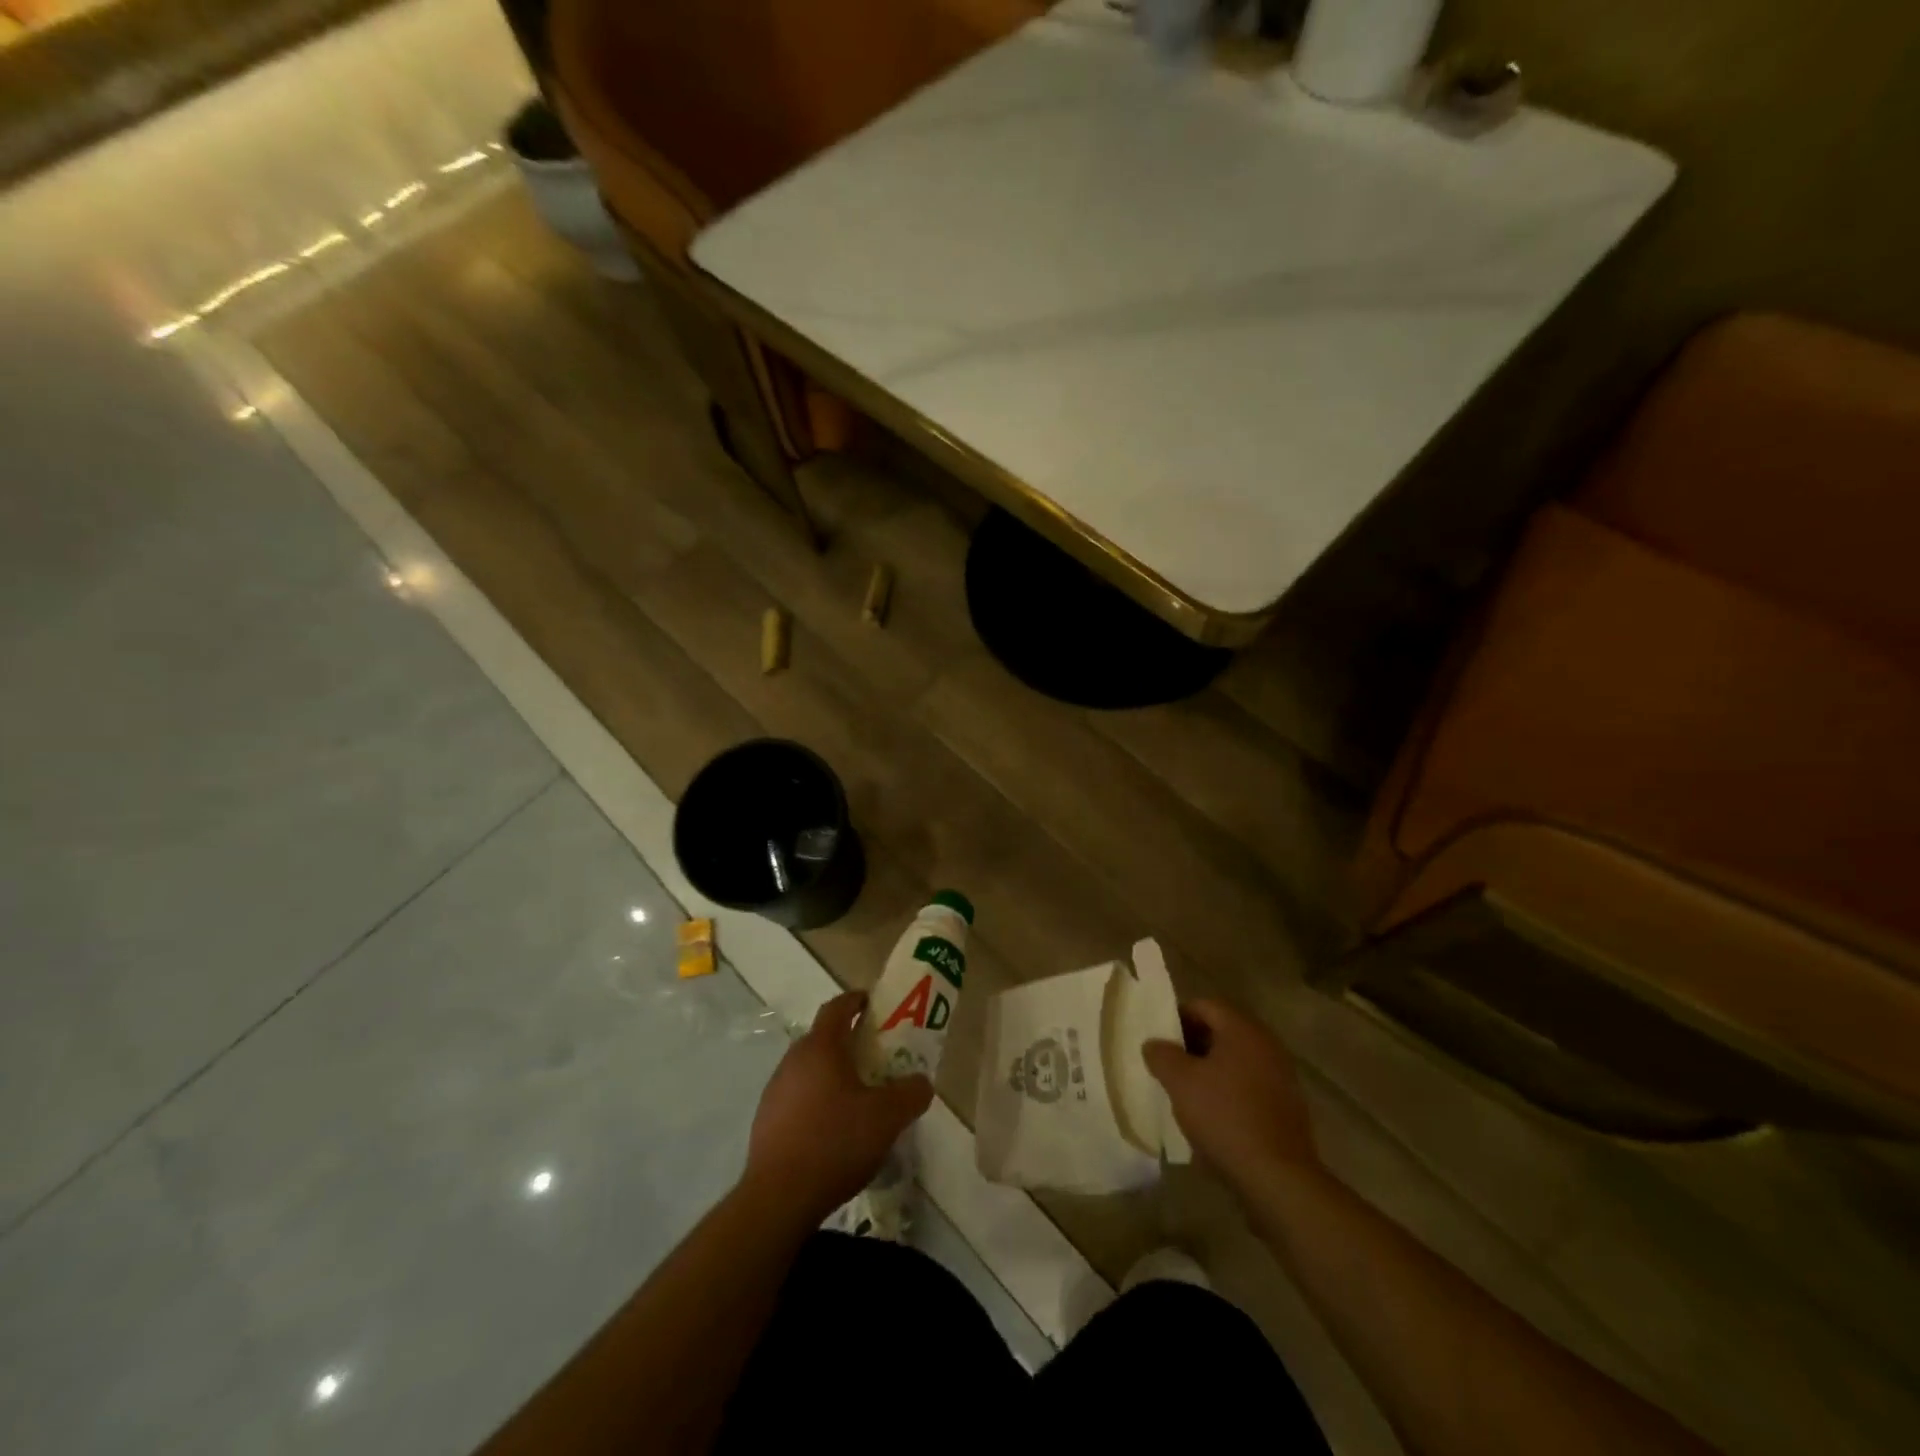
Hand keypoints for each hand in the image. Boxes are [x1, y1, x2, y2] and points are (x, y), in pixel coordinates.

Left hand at [743, 991, 933, 1223]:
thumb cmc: (836, 1142)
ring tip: (857, 1097)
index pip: (837, 1007)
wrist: (778, 1198)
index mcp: (821, 1047)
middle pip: (822, 1038)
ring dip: (831, 1074)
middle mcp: (793, 1060)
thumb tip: (922, 1081)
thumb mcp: (888, 1117)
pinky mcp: (765, 1121)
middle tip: (875, 1057)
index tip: (873, 1003)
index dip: (856, 1000)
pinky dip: (816, 1101)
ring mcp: (775, 1090)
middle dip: (848, 1041)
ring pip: (808, 1069)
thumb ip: (911, 1093)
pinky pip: (797, 1097)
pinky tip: (832, 1129)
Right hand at [1143, 999, 1318, 1196]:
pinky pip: (1250, 1084)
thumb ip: (1162, 1055)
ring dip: (1211, 1068)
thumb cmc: (1225, 1117)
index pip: (1204, 1005)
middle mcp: (1266, 1044)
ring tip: (1187, 1091)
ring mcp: (1281, 1076)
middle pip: (1222, 1030)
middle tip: (1169, 1064)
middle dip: (1193, 1043)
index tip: (1159, 1038)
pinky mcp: (1286, 1106)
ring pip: (1236, 1059)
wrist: (1278, 1177)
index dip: (1177, 1016)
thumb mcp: (1180, 1082)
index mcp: (1242, 1029)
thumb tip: (1154, 1044)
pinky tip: (1213, 1115)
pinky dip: (1229, 1090)